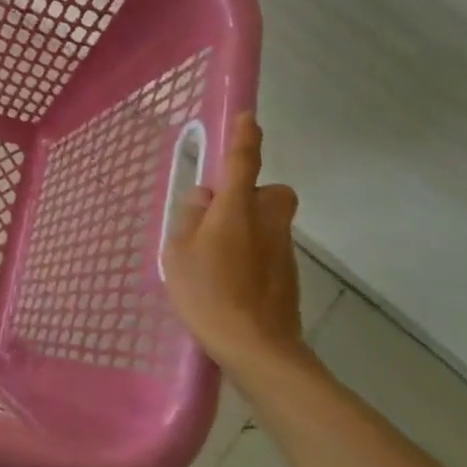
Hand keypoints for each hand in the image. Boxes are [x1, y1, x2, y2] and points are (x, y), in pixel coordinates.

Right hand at [163, 115, 309, 378]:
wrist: (258, 349)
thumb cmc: (209, 294)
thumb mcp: (178, 253)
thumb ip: (189, 218)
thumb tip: (203, 197)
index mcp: (236, 210)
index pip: (244, 163)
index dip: (245, 138)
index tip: (248, 117)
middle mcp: (267, 222)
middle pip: (271, 193)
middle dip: (253, 195)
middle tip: (223, 215)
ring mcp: (283, 251)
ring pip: (269, 223)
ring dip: (249, 228)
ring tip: (215, 259)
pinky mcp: (289, 277)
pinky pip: (270, 250)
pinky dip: (254, 256)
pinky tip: (230, 283)